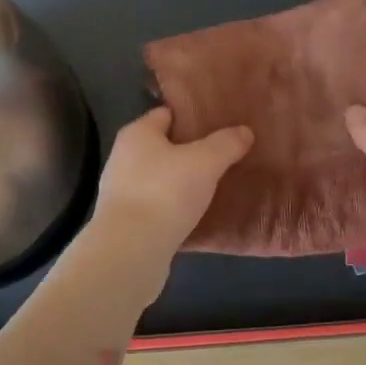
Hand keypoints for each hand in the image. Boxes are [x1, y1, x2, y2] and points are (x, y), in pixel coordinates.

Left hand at [82, 108, 252, 291]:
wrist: (131, 250)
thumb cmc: (165, 192)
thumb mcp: (205, 162)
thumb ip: (225, 144)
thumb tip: (244, 131)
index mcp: (137, 133)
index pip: (166, 114)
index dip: (192, 117)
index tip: (219, 124)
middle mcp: (124, 157)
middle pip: (163, 146)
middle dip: (190, 150)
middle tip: (223, 155)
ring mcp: (122, 191)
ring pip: (160, 177)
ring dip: (182, 181)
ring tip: (214, 185)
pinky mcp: (126, 221)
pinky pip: (157, 205)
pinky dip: (175, 207)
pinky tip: (197, 214)